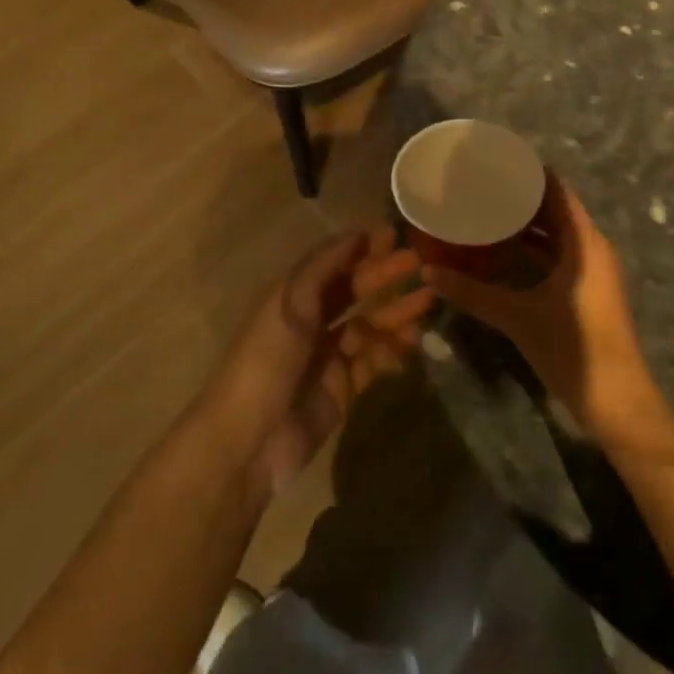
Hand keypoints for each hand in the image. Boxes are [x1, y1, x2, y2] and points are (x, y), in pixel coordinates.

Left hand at [199, 225, 433, 496]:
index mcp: (294, 295)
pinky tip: (411, 345)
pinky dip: (392, 351)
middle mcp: (312, 320)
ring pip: (370, 326)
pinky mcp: (342, 388)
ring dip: (396, 313)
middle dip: (386, 278)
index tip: (395, 235)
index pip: (335, 263)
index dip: (363, 249)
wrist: (248, 441)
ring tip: (426, 305)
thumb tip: (357, 232)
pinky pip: (374, 361)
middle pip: (356, 292)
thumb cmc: (266, 360)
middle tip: (421, 267)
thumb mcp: (289, 302)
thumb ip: (323, 265)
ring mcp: (328, 355)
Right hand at [428, 183, 673, 465]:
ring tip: (487, 214)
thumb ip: (473, 293)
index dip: (530, 172)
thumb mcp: (518, 317)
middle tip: (482, 187)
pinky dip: (534, 250)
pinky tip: (503, 253)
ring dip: (527, 225)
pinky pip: (559, 256)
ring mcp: (592, 271)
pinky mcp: (588, 290)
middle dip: (522, 198)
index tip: (497, 161)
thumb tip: (428, 272)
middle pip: (556, 209)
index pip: (558, 190)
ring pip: (558, 235)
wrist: (618, 402)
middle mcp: (592, 248)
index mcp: (584, 242)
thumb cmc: (573, 348)